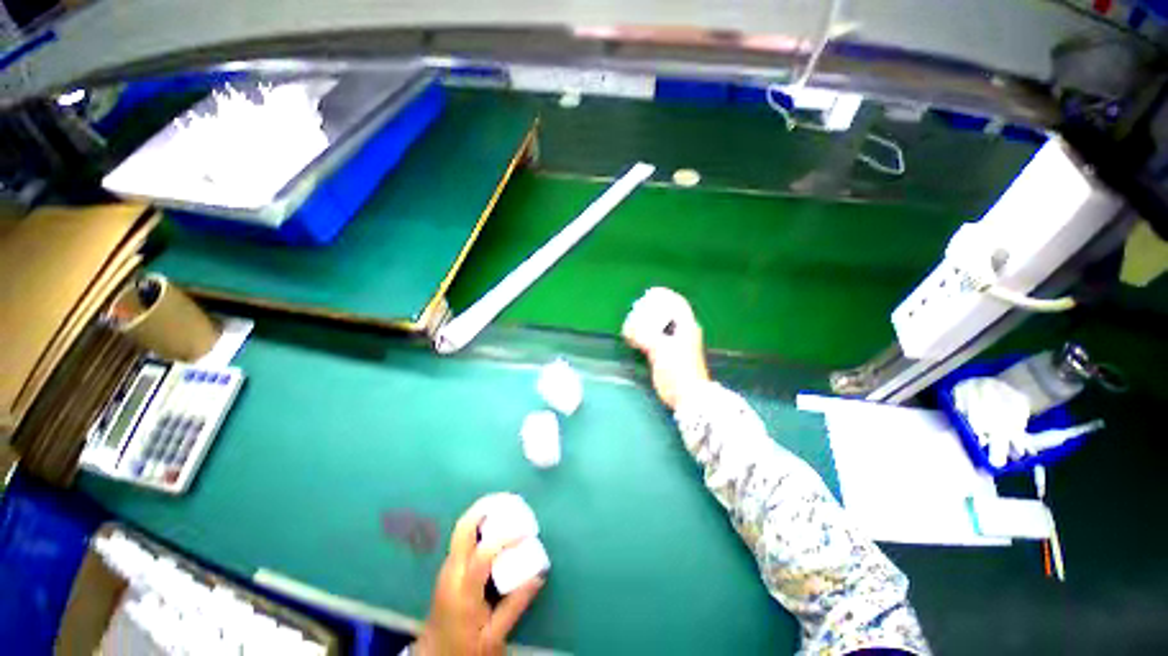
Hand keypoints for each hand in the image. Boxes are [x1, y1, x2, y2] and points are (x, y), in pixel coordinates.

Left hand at [416, 496, 544, 655]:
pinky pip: (463, 536)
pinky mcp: (449, 566)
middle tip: (508, 499)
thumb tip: (540, 574)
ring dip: (481, 512)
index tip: (527, 533)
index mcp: (462, 592)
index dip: (505, 538)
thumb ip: (516, 605)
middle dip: (484, 508)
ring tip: (504, 504)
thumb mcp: (494, 635)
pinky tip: (493, 522)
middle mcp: (451, 572)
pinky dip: (478, 523)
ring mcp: (447, 567)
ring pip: (461, 529)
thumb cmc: (465, 648)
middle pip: (462, 529)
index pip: (482, 555)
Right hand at [621, 288, 709, 409]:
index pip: (678, 304)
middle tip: (637, 311)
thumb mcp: (661, 350)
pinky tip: (636, 340)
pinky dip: (647, 335)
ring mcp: (679, 344)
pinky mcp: (672, 355)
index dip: (665, 295)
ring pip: (663, 327)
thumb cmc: (678, 371)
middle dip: (652, 310)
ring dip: (648, 323)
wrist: (689, 396)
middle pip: (668, 314)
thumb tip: (632, 330)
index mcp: (686, 327)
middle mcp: (684, 333)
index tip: (650, 293)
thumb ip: (646, 337)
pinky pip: (658, 339)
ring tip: (634, 325)